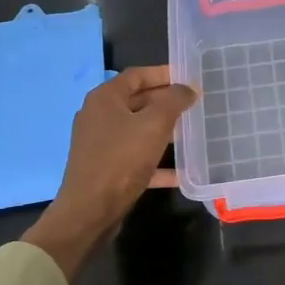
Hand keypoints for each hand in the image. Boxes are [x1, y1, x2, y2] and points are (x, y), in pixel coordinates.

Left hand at [23, 66, 196, 278]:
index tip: (189, 77)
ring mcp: (100, 143)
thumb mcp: (154, 125)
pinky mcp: (105, 168)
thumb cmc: (121, 159)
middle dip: (166, 102)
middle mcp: (99, 116)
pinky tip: (180, 171)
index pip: (137, 75)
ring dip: (163, 129)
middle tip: (195, 104)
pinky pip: (135, 157)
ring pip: (138, 129)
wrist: (90, 211)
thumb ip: (174, 101)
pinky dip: (156, 161)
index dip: (164, 73)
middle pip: (137, 101)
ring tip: (192, 131)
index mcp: (105, 99)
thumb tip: (189, 88)